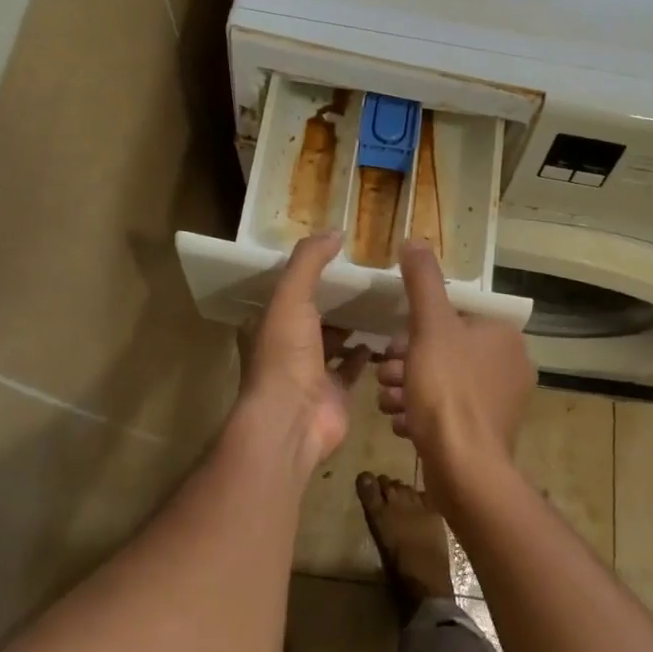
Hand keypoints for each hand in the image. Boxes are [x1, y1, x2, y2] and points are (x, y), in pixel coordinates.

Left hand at [241, 231, 370, 471]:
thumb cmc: (285, 355)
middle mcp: (286, 347)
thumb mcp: (291, 296)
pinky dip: (366, 353)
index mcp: (268, 323)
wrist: (292, 420)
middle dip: (334, 299)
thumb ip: (310, 261)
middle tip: (366, 276)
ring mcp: (311, 372)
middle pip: (313, 315)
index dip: (307, 274)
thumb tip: (335, 231)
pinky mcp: (335, 392)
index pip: (287, 291)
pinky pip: (353, 367)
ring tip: (379, 300)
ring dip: (351, 325)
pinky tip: (384, 335)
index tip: (335, 255)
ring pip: (334, 341)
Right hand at [376, 240, 535, 507]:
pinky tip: (402, 423)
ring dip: (410, 387)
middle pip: (447, 350)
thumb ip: (422, 281)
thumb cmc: (447, 389)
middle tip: (385, 376)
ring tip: (388, 401)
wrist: (464, 469)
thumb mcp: (429, 326)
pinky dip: (424, 413)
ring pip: (445, 381)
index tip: (392, 345)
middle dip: (409, 361)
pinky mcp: (489, 433)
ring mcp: (502, 402)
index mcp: (503, 335)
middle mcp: (510, 365)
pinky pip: (450, 411)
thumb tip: (415, 240)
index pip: (454, 317)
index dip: (417, 328)